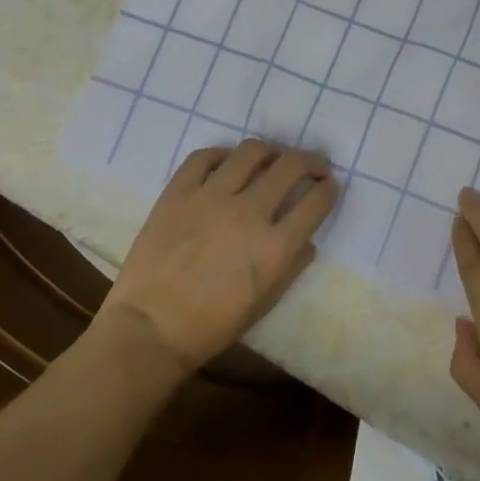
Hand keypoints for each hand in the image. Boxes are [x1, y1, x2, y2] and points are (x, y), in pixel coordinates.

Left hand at [102, 140, 338, 375]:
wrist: (150, 329)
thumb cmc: (213, 325)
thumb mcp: (266, 302)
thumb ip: (293, 266)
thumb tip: (307, 240)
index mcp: (275, 246)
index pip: (316, 200)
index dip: (328, 188)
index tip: (328, 186)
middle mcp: (249, 212)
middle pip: (291, 166)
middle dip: (310, 161)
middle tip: (312, 165)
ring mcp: (211, 197)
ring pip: (251, 152)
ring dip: (271, 151)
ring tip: (271, 158)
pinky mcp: (178, 192)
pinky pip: (204, 157)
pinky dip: (222, 155)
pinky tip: (227, 163)